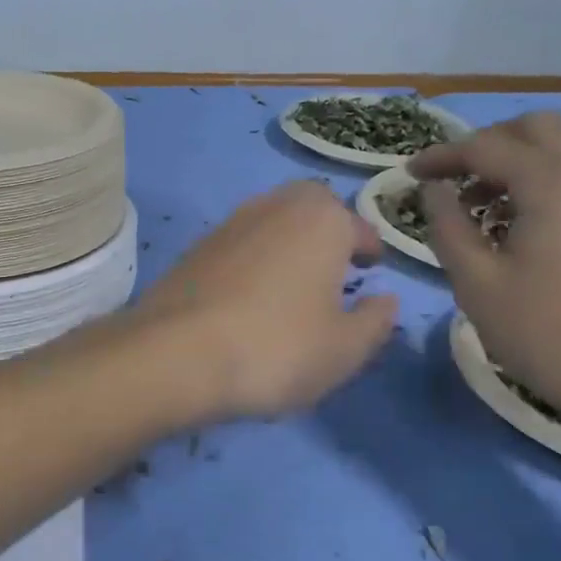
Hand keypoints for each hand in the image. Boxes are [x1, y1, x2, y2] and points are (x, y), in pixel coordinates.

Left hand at [136, 181, 396, 419]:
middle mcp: (272, 207)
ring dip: (285, 243)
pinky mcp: (193, 249)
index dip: (368, 248)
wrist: (175, 354)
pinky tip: (248, 298)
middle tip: (333, 268)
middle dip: (325, 229)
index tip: (371, 269)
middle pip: (308, 205)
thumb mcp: (344, 349)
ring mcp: (227, 224)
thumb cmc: (277, 347)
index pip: (357, 225)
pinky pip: (236, 245)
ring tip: (291, 285)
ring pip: (269, 221)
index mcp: (320, 220)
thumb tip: (384, 300)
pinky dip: (250, 261)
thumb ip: (374, 321)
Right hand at [409, 112, 560, 430]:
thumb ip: (447, 226)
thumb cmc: (549, 332)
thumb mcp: (477, 282)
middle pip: (536, 129)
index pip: (485, 146)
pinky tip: (522, 230)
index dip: (441, 156)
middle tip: (454, 181)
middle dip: (488, 144)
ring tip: (482, 211)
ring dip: (517, 164)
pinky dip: (545, 184)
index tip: (409, 175)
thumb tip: (434, 190)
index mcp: (553, 181)